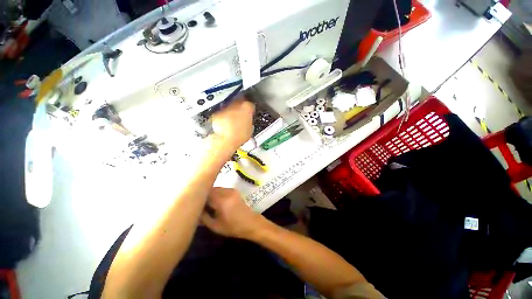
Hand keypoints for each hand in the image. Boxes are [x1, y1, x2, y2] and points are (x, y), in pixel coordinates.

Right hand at [201, 187, 266, 238]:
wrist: (250, 222)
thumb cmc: (233, 227)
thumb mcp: (215, 226)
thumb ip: (203, 218)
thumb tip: (195, 211)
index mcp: (221, 201)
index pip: (206, 194)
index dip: (198, 197)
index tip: (193, 202)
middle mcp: (226, 192)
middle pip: (211, 189)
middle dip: (204, 195)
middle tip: (199, 203)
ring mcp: (231, 190)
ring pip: (216, 188)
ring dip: (210, 193)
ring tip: (206, 203)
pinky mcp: (234, 190)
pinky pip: (222, 189)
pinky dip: (217, 193)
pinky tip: (215, 201)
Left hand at [211, 98, 254, 149]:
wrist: (225, 140)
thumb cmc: (240, 136)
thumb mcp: (250, 129)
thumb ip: (250, 120)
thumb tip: (248, 120)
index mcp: (247, 107)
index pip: (250, 104)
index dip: (250, 109)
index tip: (249, 112)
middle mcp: (236, 104)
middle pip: (239, 101)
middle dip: (239, 106)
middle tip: (240, 114)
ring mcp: (226, 108)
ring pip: (230, 106)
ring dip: (231, 111)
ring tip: (232, 120)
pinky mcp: (217, 112)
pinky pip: (222, 112)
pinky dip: (223, 115)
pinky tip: (225, 123)